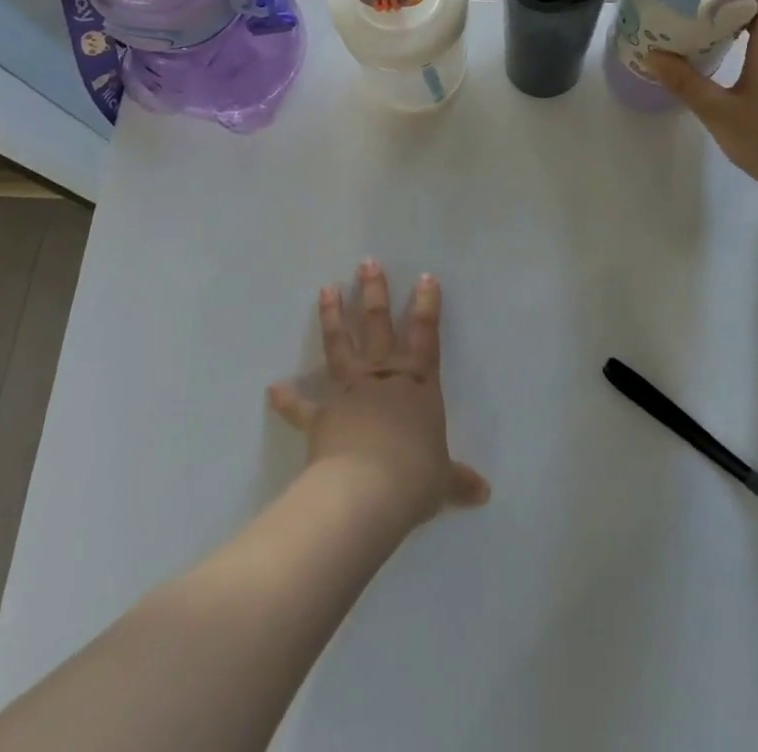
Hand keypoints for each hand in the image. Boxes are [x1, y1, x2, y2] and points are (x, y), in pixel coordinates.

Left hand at [267, 260, 489, 526]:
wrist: (367, 491)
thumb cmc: (414, 477)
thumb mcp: (443, 480)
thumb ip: (459, 480)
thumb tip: (484, 494)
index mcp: (418, 385)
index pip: (426, 336)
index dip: (426, 306)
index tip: (424, 276)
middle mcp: (384, 378)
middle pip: (378, 326)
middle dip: (374, 293)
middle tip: (367, 262)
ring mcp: (350, 392)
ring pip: (341, 347)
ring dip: (332, 318)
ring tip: (326, 289)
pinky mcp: (322, 416)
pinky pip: (302, 407)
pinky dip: (287, 400)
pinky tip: (273, 388)